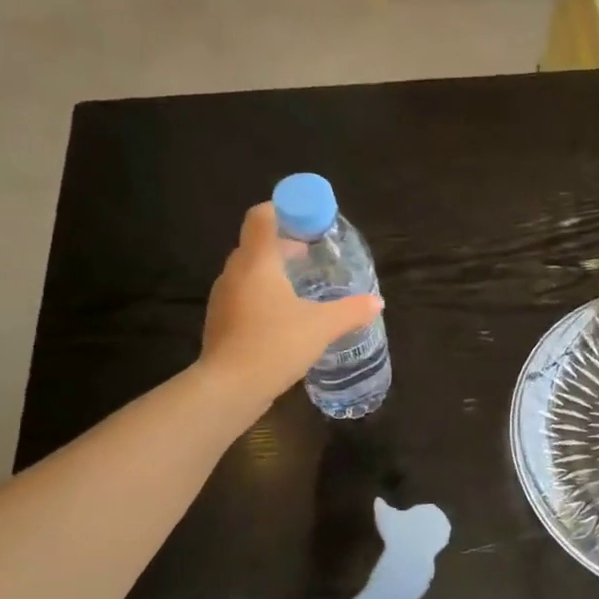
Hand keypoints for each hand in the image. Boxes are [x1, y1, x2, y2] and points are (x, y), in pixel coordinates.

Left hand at [201, 204, 383, 402]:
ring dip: (275, 272)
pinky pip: (245, 295)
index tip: (310, 223)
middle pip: (257, 243)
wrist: (229, 388)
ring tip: (304, 289)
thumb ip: (351, 311)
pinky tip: (286, 318)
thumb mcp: (322, 326)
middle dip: (286, 244)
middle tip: (314, 257)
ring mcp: (224, 298)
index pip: (262, 216)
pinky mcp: (221, 321)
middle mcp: (235, 273)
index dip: (285, 211)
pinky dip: (265, 296)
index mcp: (257, 262)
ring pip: (250, 271)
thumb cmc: (275, 345)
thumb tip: (376, 302)